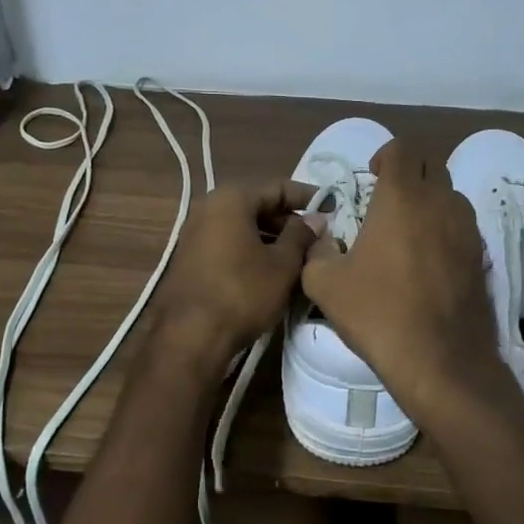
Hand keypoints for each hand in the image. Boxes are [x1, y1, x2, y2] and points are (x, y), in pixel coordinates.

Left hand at [154, 180, 319, 366]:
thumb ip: (302, 236)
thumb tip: (316, 219)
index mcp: (232, 198)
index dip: (309, 197)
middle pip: (258, 205)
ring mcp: (195, 231)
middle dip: (289, 220)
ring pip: (244, 226)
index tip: (333, 207)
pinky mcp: (191, 256)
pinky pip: (229, 242)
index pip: (279, 187)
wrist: (190, 336)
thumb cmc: (243, 292)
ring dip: (272, 237)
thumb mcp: (282, 264)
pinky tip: (272, 269)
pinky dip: (252, 249)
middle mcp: (209, 206)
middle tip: (318, 238)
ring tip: (300, 257)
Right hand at [300, 140, 508, 420]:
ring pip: (450, 194)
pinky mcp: (482, 256)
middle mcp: (440, 202)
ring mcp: (467, 229)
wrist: (440, 360)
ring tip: (407, 230)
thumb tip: (325, 240)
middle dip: (408, 173)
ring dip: (429, 200)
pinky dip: (445, 228)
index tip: (372, 178)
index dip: (385, 155)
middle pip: (431, 165)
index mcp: (402, 197)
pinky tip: (427, 261)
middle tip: (386, 201)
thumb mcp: (324, 283)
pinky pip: (462, 225)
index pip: (403, 148)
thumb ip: (317, 251)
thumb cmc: (377, 313)